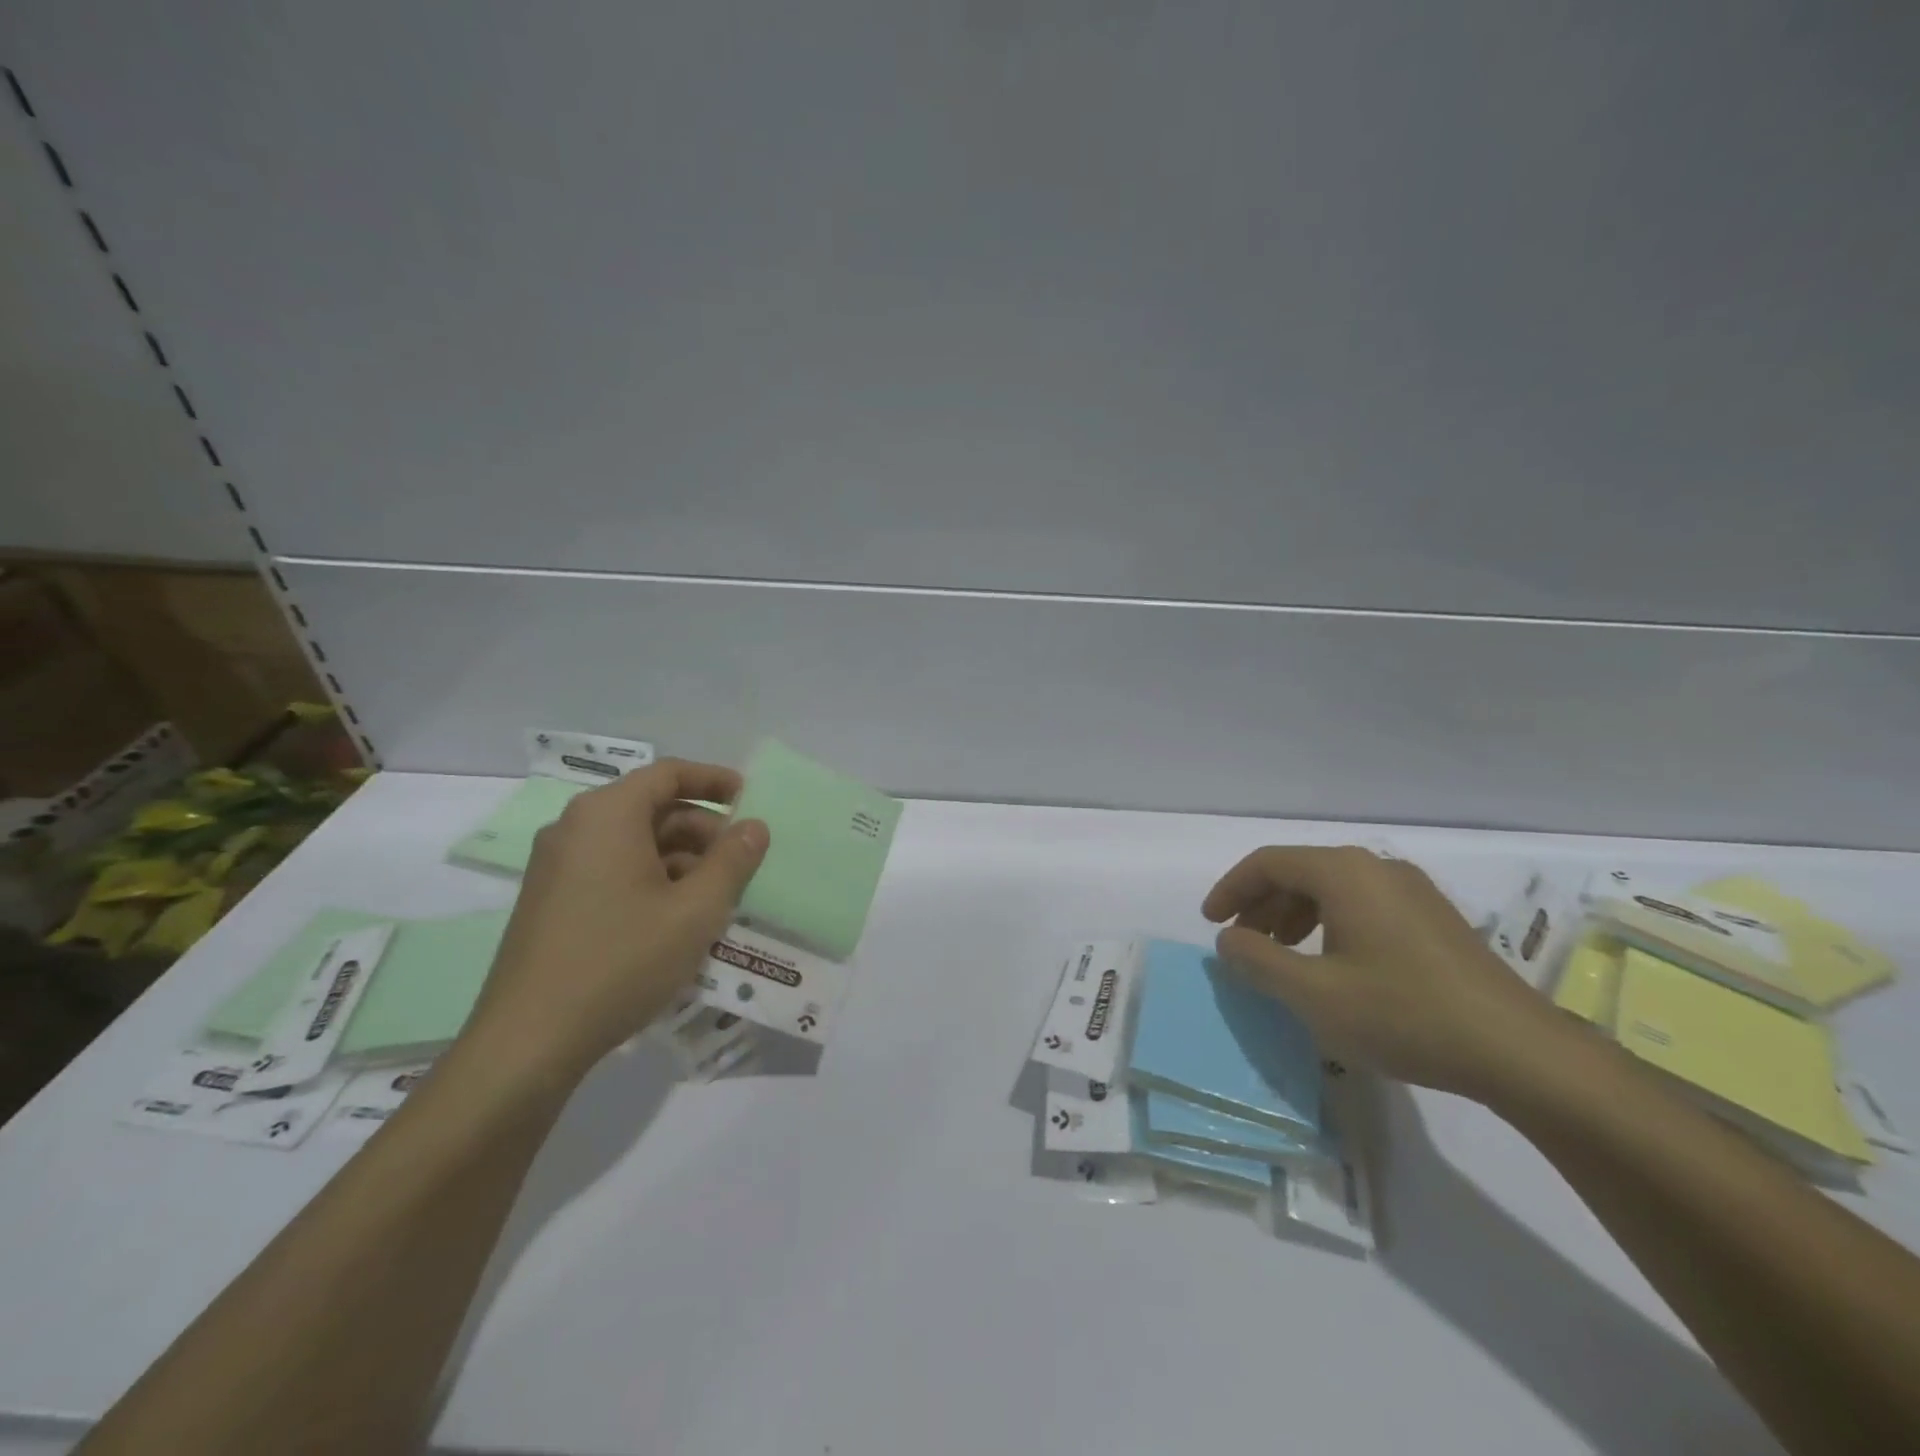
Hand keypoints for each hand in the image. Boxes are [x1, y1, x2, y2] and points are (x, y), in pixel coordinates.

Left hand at [462, 759, 768, 1081]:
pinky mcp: (552, 900)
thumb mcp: (695, 910)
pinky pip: (613, 870)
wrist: (530, 1040)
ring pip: (635, 843)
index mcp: (607, 814)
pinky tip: (679, 919)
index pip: (669, 773)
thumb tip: (755, 826)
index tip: (751, 798)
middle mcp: (576, 828)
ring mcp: (558, 866)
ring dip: (682, 859)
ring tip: (718, 897)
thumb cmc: (622, 960)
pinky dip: (653, 879)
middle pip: (653, 808)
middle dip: (704, 830)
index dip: (715, 780)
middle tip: (743, 861)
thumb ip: (733, 861)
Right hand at [1203, 846, 1578, 1104]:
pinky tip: (1332, 965)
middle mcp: (1376, 868)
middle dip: (1261, 904)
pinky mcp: (1434, 918)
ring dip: (1293, 916)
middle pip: (1299, 872)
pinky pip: (1362, 905)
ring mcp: (1412, 891)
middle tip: (1241, 943)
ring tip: (1280, 956)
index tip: (1211, 923)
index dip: (1231, 889)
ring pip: (1332, 889)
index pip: (1268, 863)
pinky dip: (1329, 925)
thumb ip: (1257, 960)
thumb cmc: (1403, 1014)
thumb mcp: (1313, 994)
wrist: (1519, 1051)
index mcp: (1344, 872)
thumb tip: (1228, 938)